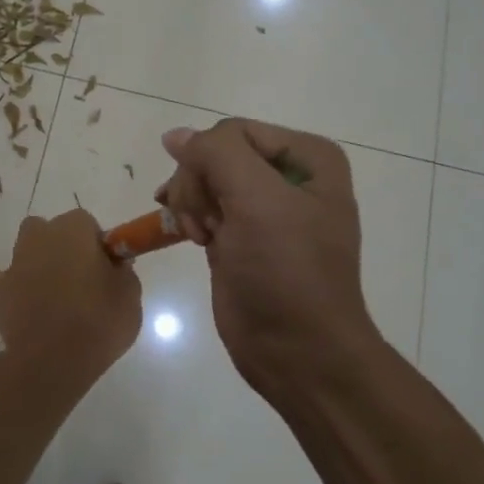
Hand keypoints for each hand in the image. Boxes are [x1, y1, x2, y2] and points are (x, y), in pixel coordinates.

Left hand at [0, 209, 141, 374]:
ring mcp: (16, 263)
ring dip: (44, 269)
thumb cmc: (98, 320)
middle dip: (64, 250)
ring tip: (61, 303)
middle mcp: (39, 236)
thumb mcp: (130, 295)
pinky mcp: (1, 291)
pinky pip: (20, 284)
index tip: (105, 270)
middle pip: (52, 233)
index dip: (96, 245)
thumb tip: (114, 265)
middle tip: (82, 282)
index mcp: (73, 229)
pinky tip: (42, 319)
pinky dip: (29, 293)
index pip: (87, 224)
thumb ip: (123, 271)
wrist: (50, 360)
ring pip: (33, 256)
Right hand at [154, 119, 374, 392]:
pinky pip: (201, 206)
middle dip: (198, 186)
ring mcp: (263, 207)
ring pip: (201, 179)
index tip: (212, 205)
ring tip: (201, 236)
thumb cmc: (286, 271)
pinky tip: (190, 237)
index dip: (210, 162)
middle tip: (204, 225)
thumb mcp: (257, 200)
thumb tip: (175, 136)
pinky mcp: (240, 235)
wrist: (297, 352)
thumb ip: (215, 153)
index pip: (233, 131)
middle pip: (215, 153)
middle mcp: (288, 176)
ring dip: (190, 203)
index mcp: (308, 157)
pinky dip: (188, 217)